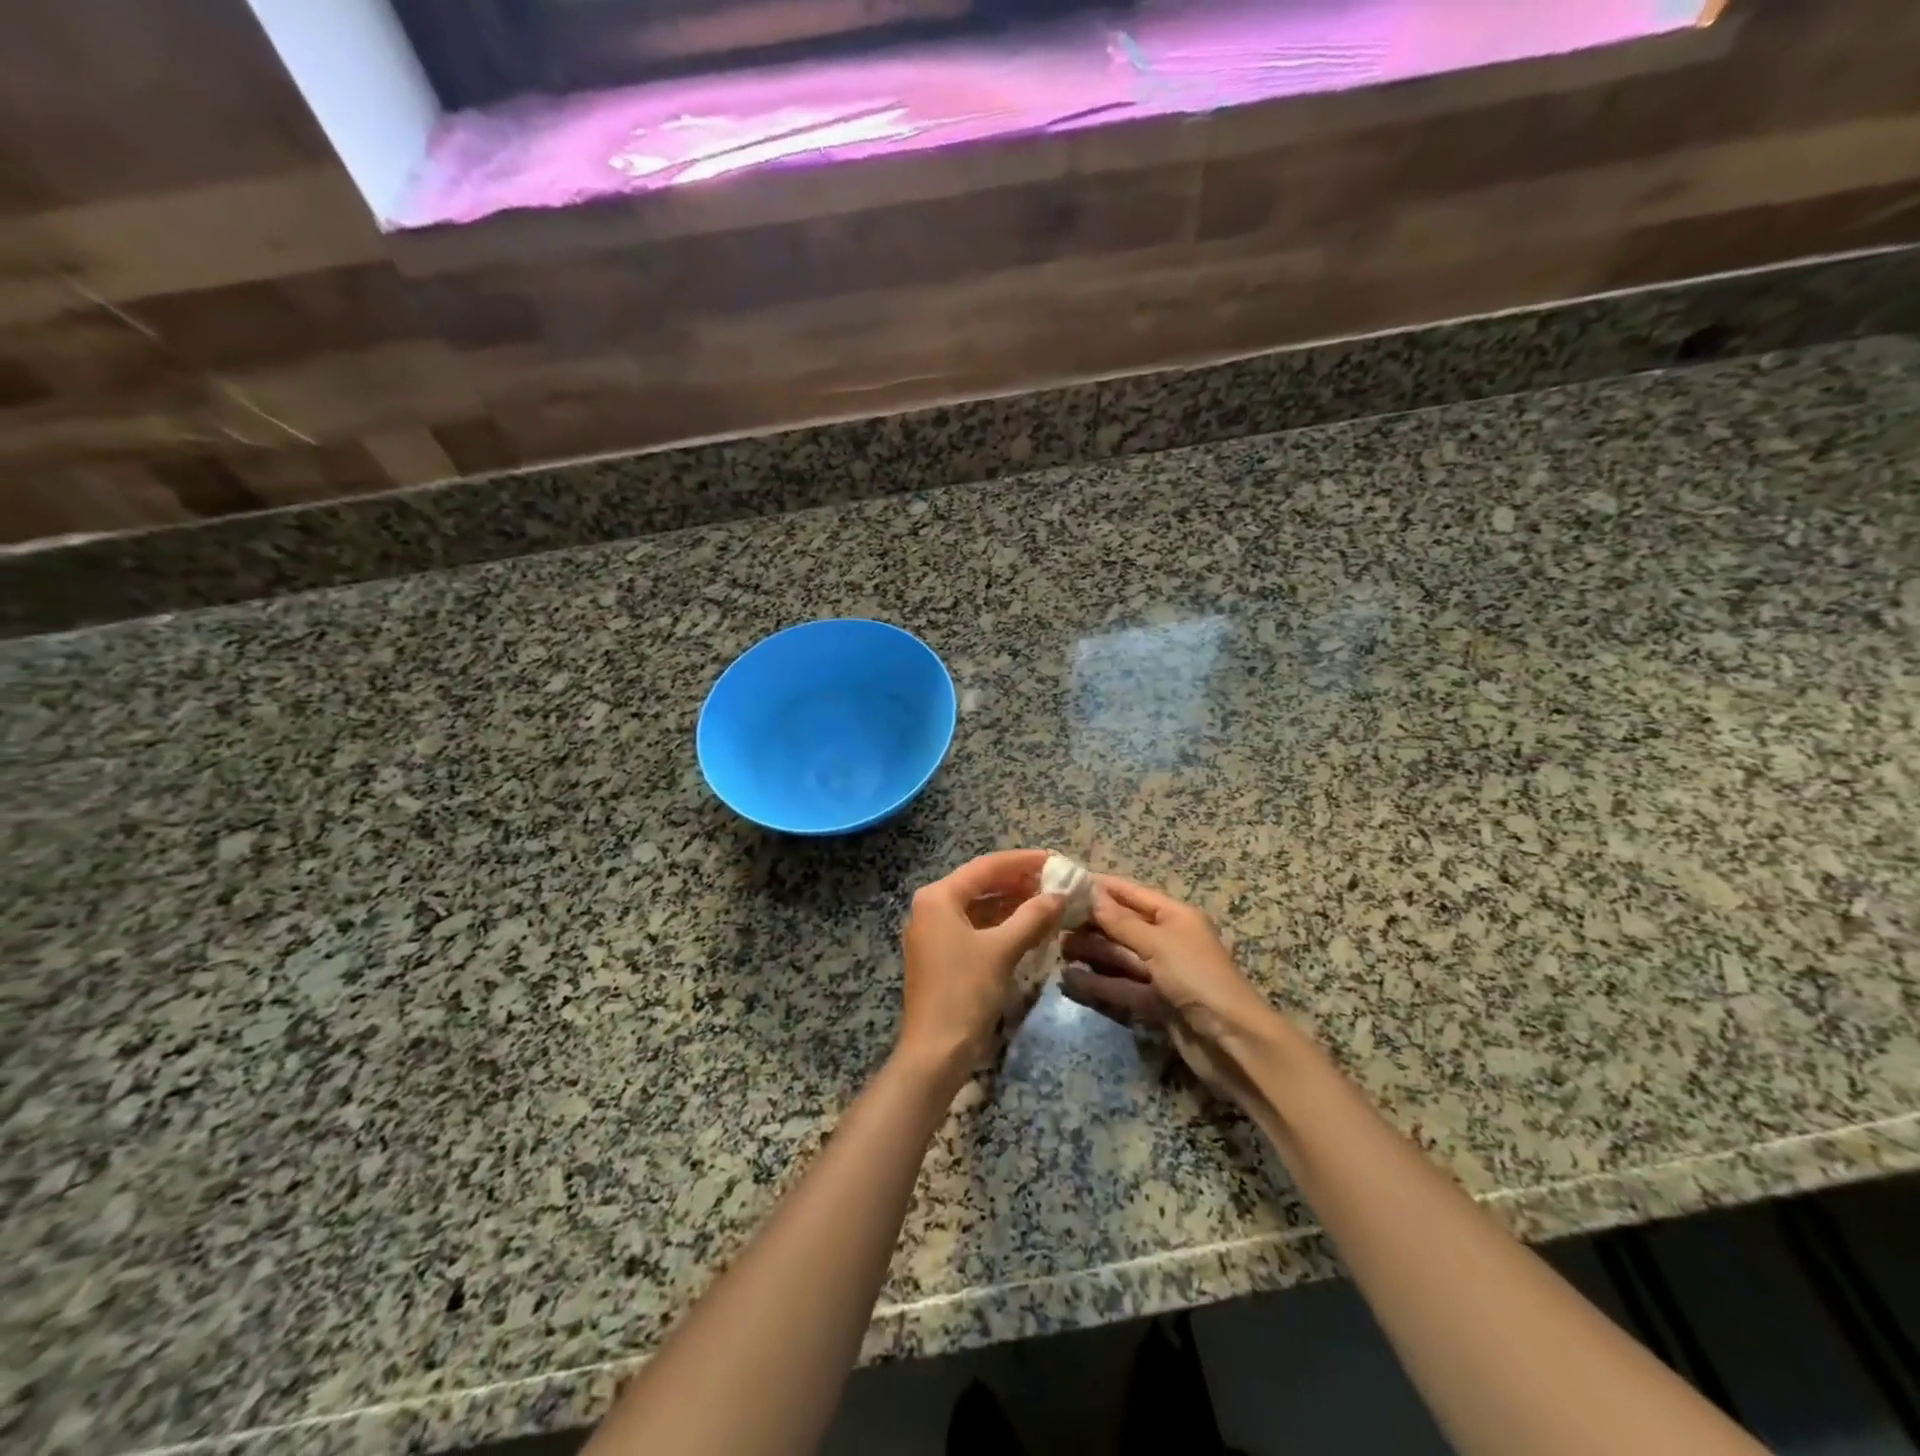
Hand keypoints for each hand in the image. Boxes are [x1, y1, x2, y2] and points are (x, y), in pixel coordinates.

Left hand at [897, 850, 1064, 1080]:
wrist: (935, 1050)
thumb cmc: (965, 992)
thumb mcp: (1002, 950)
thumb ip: (1032, 917)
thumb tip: (1060, 894)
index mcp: (938, 897)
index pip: (986, 866)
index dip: (1022, 861)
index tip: (1055, 859)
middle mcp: (931, 907)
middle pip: (980, 883)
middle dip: (1018, 882)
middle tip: (1054, 880)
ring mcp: (933, 931)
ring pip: (978, 906)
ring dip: (1011, 903)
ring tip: (1047, 901)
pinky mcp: (940, 954)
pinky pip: (974, 927)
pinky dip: (1000, 924)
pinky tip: (1027, 927)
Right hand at [1060, 875, 1282, 1102]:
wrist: (1233, 1042)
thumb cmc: (1198, 978)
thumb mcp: (1158, 943)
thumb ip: (1121, 922)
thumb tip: (1091, 893)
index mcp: (1175, 916)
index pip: (1132, 894)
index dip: (1101, 888)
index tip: (1066, 883)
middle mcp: (1168, 940)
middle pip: (1123, 926)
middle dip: (1091, 923)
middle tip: (1052, 921)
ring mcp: (1162, 974)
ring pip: (1119, 957)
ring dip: (1091, 953)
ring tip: (1056, 950)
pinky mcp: (1156, 1004)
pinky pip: (1122, 987)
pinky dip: (1099, 984)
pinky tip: (1070, 981)